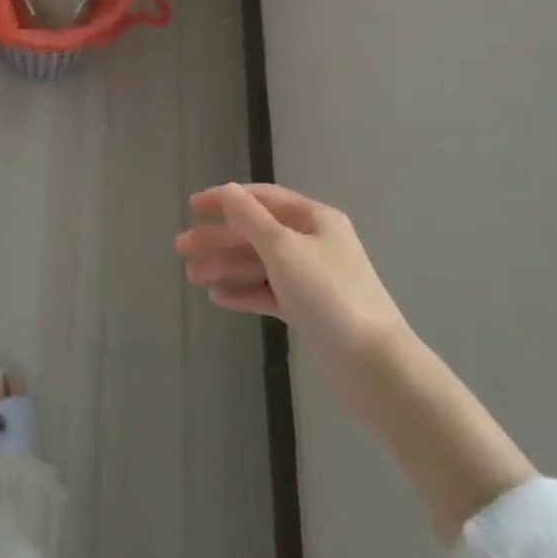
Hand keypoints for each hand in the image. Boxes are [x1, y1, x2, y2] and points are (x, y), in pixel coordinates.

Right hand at [181, 184, 538, 543]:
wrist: (374, 366)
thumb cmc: (328, 295)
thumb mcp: (284, 249)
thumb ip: (250, 219)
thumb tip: (227, 191)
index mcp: (315, 219)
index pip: (263, 199)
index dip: (226, 199)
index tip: (192, 207)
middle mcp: (314, 243)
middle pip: (258, 233)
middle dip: (220, 239)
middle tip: (181, 248)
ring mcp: (313, 278)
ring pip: (261, 264)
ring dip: (226, 266)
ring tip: (191, 276)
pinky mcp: (311, 311)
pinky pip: (270, 292)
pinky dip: (245, 292)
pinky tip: (218, 296)